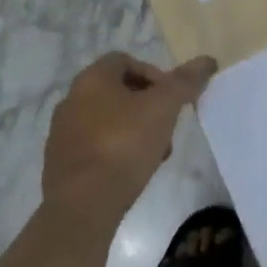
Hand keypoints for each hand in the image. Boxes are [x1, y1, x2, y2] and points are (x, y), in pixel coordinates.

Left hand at [42, 52, 217, 226]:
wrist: (81, 207)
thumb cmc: (123, 144)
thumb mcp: (163, 107)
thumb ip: (185, 81)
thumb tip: (207, 60)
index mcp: (92, 78)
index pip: (125, 60)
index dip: (153, 74)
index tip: (171, 98)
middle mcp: (71, 99)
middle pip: (117, 92)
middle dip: (146, 106)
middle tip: (166, 127)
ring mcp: (62, 134)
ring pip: (106, 122)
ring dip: (132, 131)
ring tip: (154, 155)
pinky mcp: (59, 166)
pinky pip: (94, 149)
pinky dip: (114, 153)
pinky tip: (131, 174)